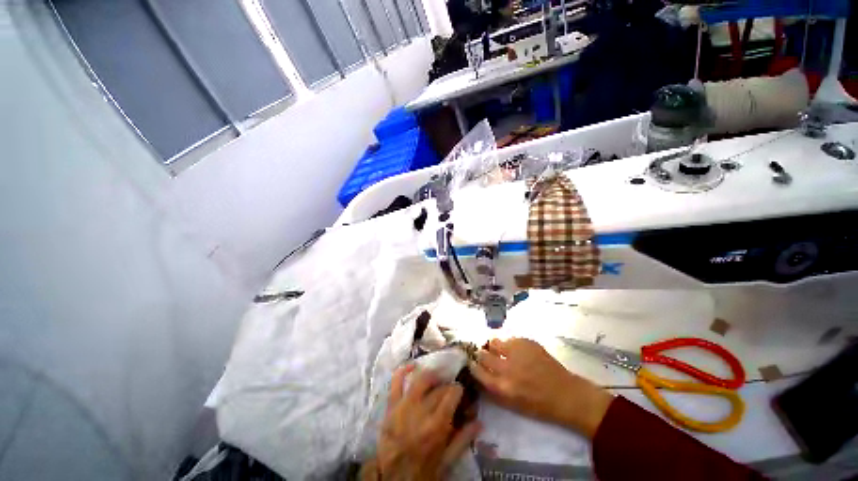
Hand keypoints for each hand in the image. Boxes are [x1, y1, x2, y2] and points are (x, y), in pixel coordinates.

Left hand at [364, 365, 480, 480]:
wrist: (392, 479)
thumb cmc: (422, 471)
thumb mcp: (447, 462)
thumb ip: (463, 440)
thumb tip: (479, 422)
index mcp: (437, 425)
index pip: (452, 393)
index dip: (458, 390)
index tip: (460, 392)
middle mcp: (421, 410)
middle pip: (438, 387)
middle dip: (447, 385)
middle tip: (449, 390)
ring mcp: (404, 406)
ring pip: (421, 379)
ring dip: (431, 375)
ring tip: (436, 379)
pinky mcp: (391, 406)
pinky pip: (395, 382)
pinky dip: (403, 370)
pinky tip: (413, 365)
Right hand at [471, 338, 612, 437]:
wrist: (566, 394)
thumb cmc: (538, 405)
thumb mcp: (511, 403)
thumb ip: (492, 388)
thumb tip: (478, 373)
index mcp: (501, 387)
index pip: (477, 371)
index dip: (472, 365)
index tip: (471, 362)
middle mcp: (506, 368)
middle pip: (482, 354)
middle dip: (480, 353)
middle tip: (482, 353)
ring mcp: (516, 352)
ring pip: (494, 341)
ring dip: (493, 345)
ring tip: (499, 349)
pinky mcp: (526, 342)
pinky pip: (509, 338)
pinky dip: (508, 343)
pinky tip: (515, 349)